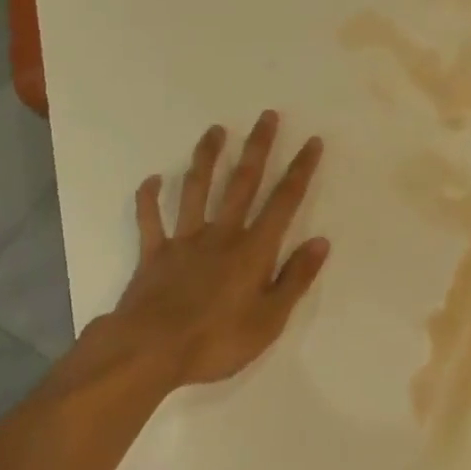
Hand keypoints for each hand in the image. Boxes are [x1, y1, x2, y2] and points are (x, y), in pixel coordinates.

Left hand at [110, 112, 329, 387]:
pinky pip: (150, 220)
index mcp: (253, 249)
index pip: (284, 201)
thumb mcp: (270, 320)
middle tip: (267, 116)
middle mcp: (222, 234)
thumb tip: (321, 242)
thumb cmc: (216, 341)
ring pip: (197, 189)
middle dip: (258, 147)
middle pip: (243, 182)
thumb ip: (295, 278)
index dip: (300, 170)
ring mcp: (185, 240)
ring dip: (207, 158)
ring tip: (215, 130)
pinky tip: (152, 179)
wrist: (149, 353)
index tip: (312, 141)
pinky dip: (149, 199)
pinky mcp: (154, 254)